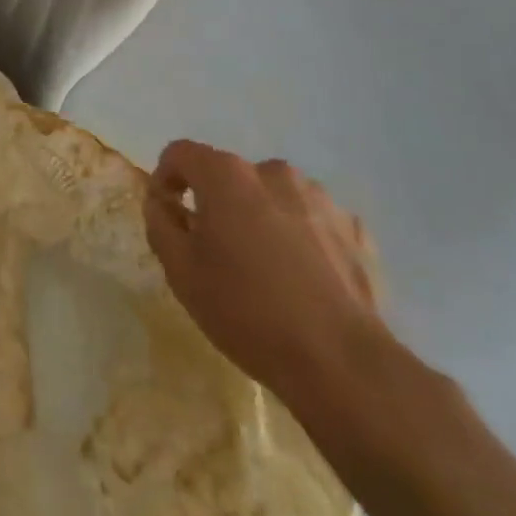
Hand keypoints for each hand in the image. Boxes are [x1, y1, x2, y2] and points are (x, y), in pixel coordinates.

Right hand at [144, 140, 380, 398]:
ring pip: (273, 197)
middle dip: (216, 204)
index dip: (166, 179)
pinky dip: (301, 238)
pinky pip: (312, 221)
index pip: (180, 154)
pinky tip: (304, 280)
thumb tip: (160, 201)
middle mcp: (272, 171)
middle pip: (229, 177)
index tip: (168, 216)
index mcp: (226, 175)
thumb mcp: (181, 272)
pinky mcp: (354, 229)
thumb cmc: (247, 311)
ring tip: (265, 269)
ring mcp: (319, 198)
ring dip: (260, 218)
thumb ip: (160, 224)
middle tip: (216, 253)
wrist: (341, 362)